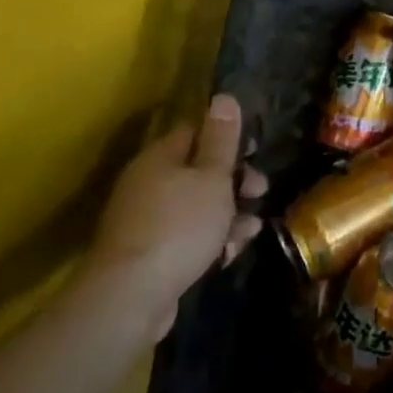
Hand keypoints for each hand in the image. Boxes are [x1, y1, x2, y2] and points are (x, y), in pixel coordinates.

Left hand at [89, 94, 266, 340]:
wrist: (131, 296)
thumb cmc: (180, 226)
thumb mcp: (212, 177)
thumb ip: (222, 139)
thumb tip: (224, 97)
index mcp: (160, 158)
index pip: (195, 132)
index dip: (227, 137)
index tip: (255, 151)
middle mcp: (148, 184)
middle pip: (198, 171)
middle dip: (235, 180)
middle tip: (261, 190)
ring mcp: (146, 221)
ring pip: (197, 207)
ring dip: (229, 213)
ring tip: (253, 228)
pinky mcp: (149, 254)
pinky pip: (187, 237)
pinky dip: (211, 240)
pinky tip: (232, 252)